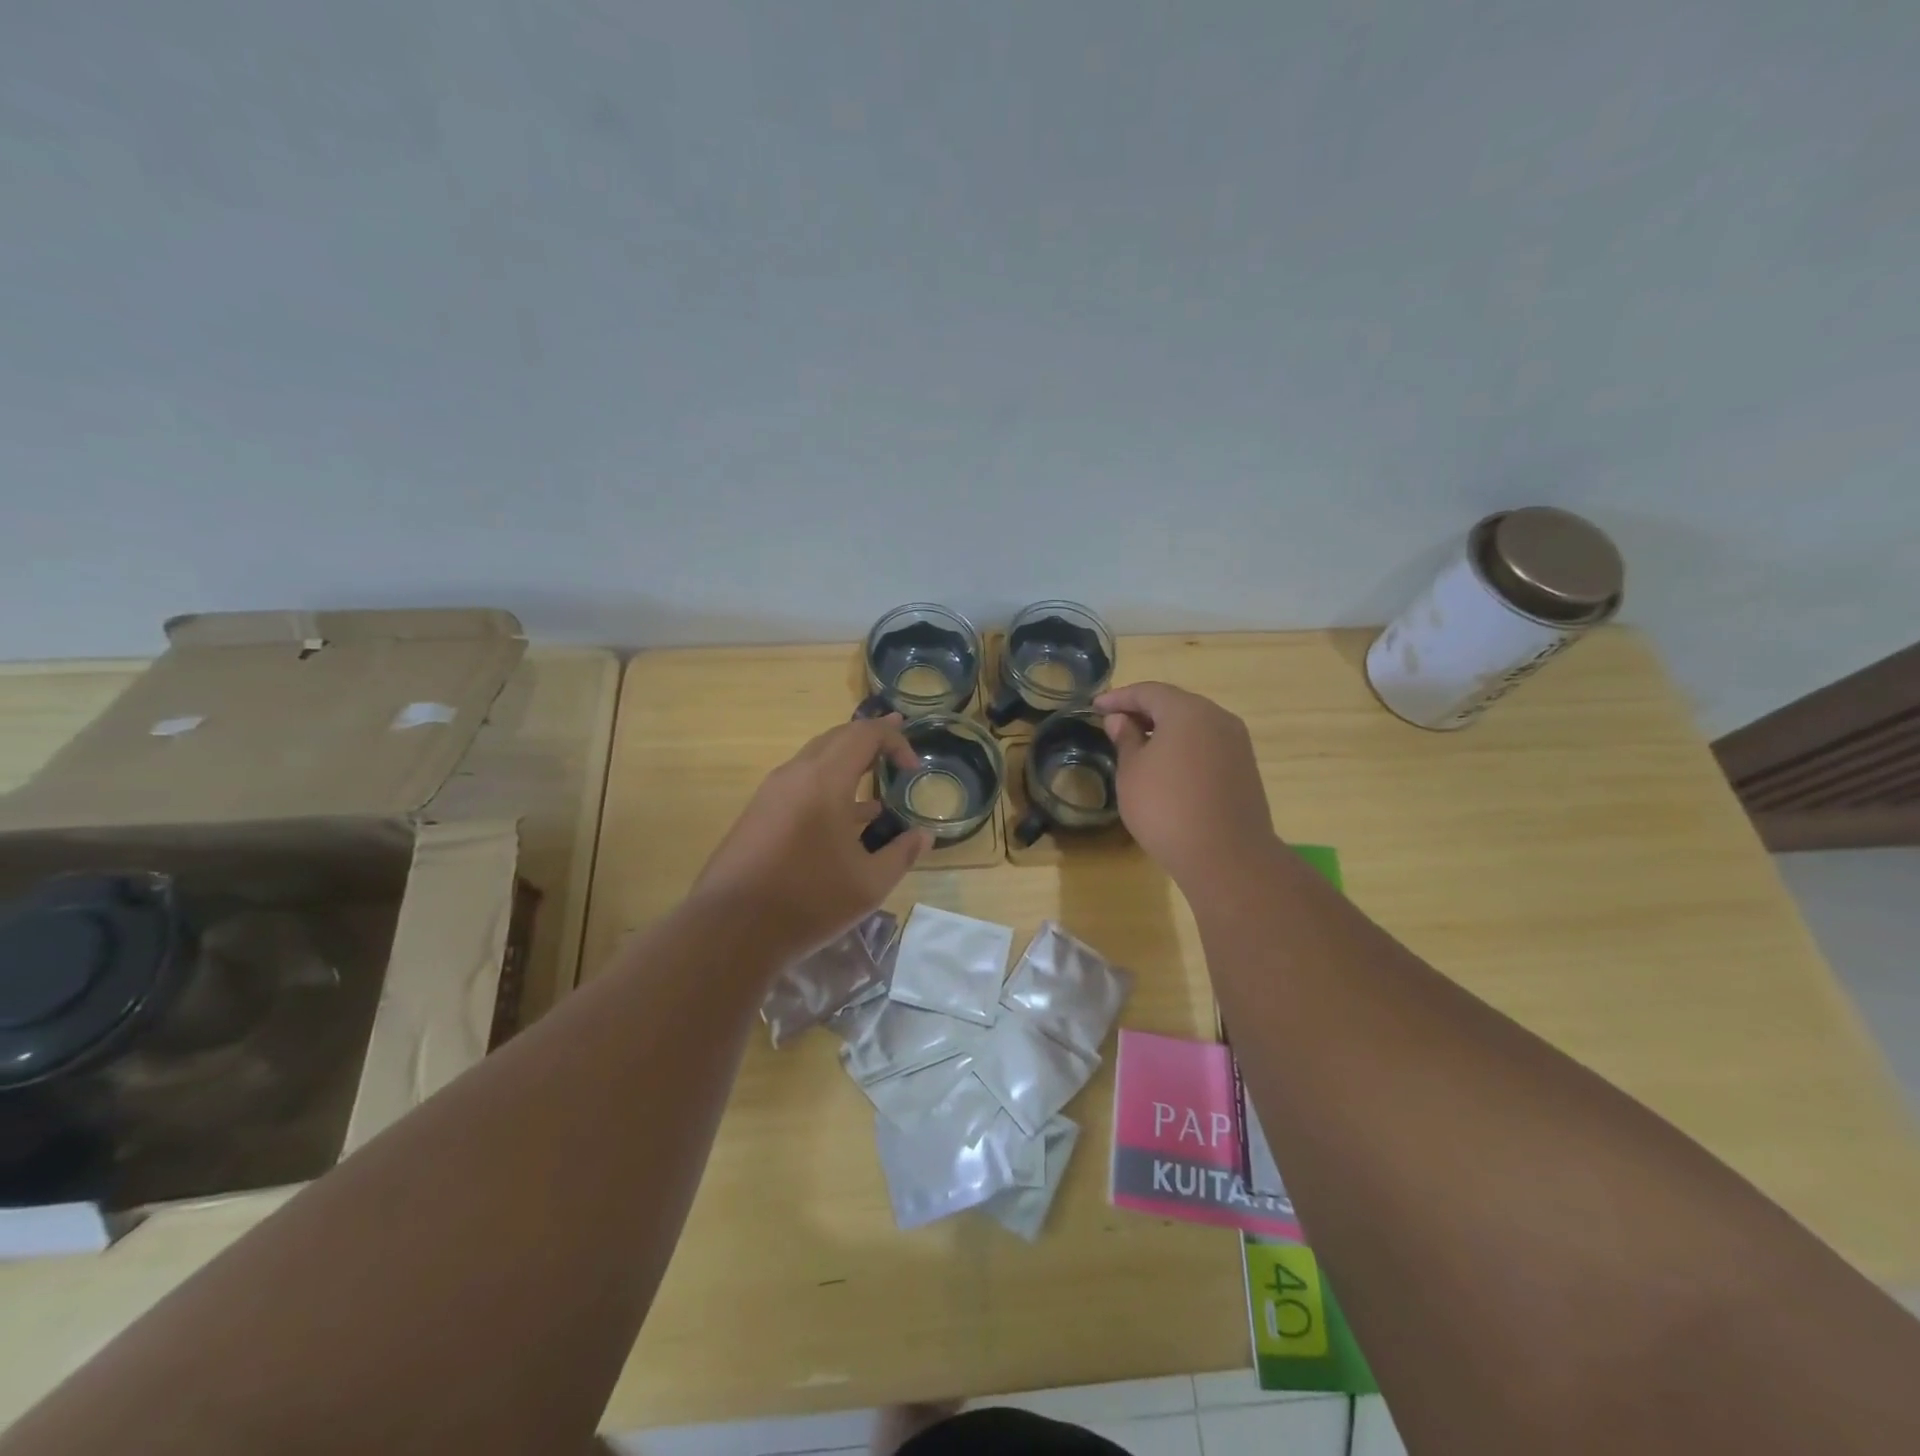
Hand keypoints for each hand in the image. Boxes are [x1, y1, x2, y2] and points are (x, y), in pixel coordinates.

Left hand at [693, 714, 932, 956]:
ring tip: (875, 780)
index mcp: (824, 780)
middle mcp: (795, 775)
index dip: (894, 740)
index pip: (864, 735)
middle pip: (837, 738)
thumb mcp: (868, 884)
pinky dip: (827, 785)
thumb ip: (901, 854)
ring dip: (847, 763)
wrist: (730, 929)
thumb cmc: (808, 901)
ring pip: (815, 760)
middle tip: (897, 745)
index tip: (913, 767)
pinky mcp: (758, 814)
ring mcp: (771, 793)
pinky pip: (800, 784)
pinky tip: (844, 817)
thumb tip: (923, 836)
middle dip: (870, 739)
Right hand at [1095, 682, 1277, 886]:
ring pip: (1194, 725)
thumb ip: (1125, 739)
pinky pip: (1207, 745)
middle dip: (1143, 711)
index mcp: (1187, 711)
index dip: (1119, 697)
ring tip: (1137, 746)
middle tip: (1115, 724)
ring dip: (1165, 730)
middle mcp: (1217, 718)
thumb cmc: (1166, 808)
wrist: (1226, 857)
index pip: (1148, 692)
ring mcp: (1236, 743)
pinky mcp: (1245, 768)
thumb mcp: (1132, 772)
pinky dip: (1184, 747)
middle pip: (1175, 704)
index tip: (1095, 707)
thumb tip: (1120, 720)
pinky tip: (1167, 767)